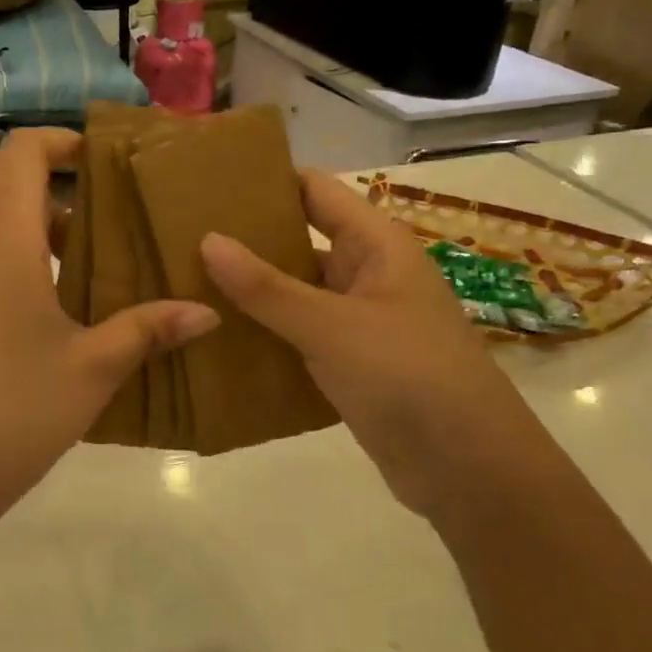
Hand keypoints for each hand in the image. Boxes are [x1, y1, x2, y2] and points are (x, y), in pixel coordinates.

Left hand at [0, 129, 217, 526]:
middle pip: (18, 200)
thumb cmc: (7, 414)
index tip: (105, 162)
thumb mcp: (89, 371)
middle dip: (73, 213)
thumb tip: (207, 311)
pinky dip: (16, 277)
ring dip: (47, 251)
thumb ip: (147, 330)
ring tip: (98, 293)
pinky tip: (48, 331)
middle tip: (127, 245)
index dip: (62, 141)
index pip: (23, 153)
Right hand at [200, 171, 542, 517]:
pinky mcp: (350, 363)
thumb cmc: (408, 377)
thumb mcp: (331, 326)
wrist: (469, 471)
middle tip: (182, 236)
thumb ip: (266, 286)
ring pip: (296, 291)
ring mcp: (359, 321)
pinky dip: (265, 332)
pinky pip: (299, 334)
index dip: (268, 180)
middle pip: (300, 240)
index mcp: (376, 245)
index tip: (209, 181)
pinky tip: (219, 336)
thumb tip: (207, 239)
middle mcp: (368, 274)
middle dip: (248, 238)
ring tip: (187, 282)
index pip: (315, 190)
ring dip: (252, 290)